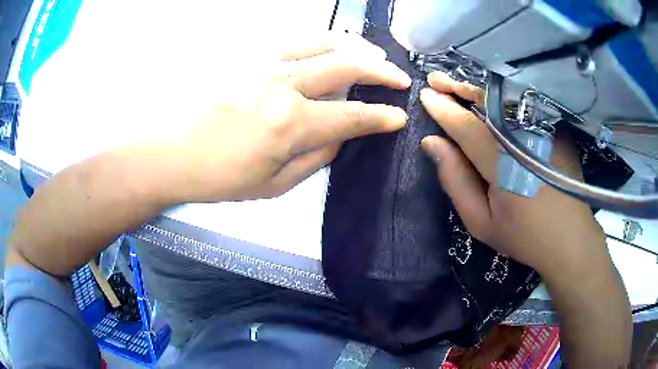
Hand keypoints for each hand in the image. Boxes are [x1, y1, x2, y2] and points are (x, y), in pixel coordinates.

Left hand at [181, 32, 410, 200]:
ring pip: (323, 42)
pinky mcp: (246, 56)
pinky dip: (321, 41)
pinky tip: (330, 46)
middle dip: (382, 72)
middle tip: (399, 78)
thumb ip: (315, 158)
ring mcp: (263, 64)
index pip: (353, 116)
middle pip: (347, 67)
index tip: (399, 116)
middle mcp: (283, 86)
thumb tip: (339, 135)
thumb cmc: (218, 176)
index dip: (382, 117)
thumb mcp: (273, 184)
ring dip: (355, 47)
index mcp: (291, 125)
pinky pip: (293, 40)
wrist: (170, 152)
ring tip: (373, 54)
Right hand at [419, 71, 605, 275]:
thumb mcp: (481, 222)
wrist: (569, 238)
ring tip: (458, 84)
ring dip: (478, 88)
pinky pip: (523, 104)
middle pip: (487, 101)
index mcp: (504, 165)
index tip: (424, 96)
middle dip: (458, 87)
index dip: (443, 109)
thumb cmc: (523, 235)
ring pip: (505, 98)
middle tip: (436, 79)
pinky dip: (502, 97)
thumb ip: (455, 181)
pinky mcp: (555, 128)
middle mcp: (525, 138)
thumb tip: (432, 143)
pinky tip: (490, 97)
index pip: (466, 126)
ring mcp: (544, 129)